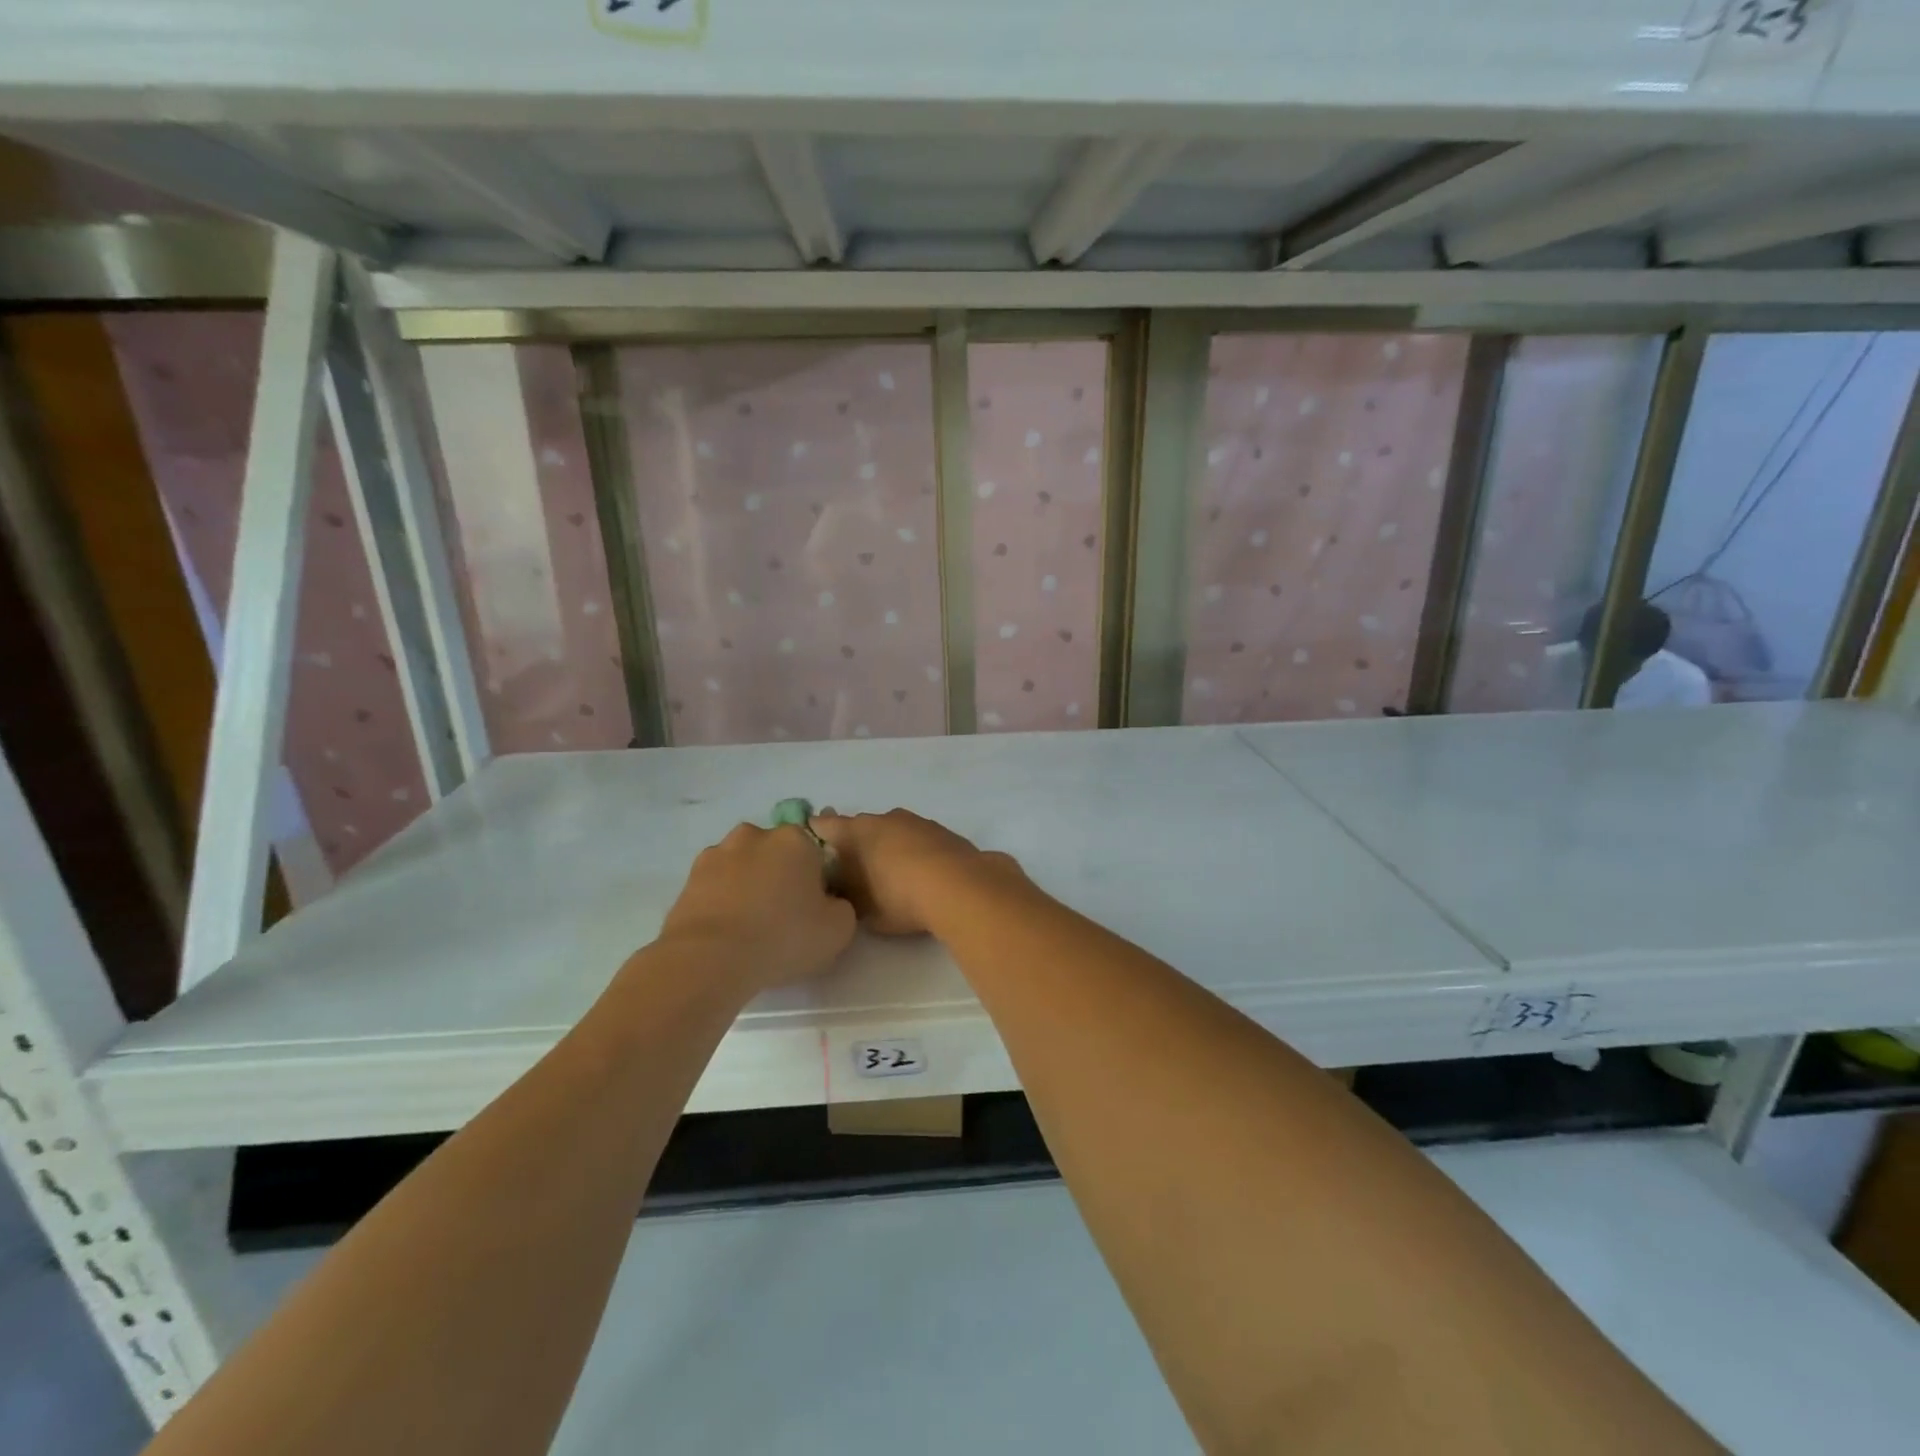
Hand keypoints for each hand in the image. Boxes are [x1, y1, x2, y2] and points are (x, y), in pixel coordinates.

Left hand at [657, 824, 855, 989]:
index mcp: (795, 839)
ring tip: (749, 928)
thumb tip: (828, 902)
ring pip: (743, 867)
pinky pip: (716, 886)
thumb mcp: (839, 929)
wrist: (709, 959)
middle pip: (777, 855)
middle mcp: (755, 835)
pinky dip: (722, 901)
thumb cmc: (783, 936)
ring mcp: (717, 853)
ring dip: (748, 886)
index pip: (816, 853)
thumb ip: (842, 907)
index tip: (814, 908)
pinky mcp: (688, 878)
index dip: (817, 881)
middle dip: (780, 877)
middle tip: (783, 917)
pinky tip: (726, 932)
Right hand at [810, 809, 1023, 936]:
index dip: (816, 835)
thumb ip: (848, 895)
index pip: (826, 826)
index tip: (812, 850)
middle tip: (854, 872)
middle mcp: (885, 818)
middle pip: (862, 828)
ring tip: (889, 875)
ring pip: (893, 831)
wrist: (961, 887)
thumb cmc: (900, 896)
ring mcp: (918, 822)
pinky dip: (914, 852)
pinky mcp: (944, 832)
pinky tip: (920, 874)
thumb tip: (842, 890)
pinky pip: (918, 840)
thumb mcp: (864, 908)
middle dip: (856, 846)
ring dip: (888, 847)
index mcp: (858, 831)